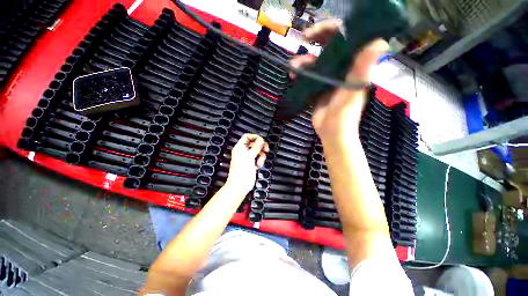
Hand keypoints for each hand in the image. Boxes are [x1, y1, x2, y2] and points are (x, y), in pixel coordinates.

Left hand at [226, 134, 268, 194]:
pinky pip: (258, 158)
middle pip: (254, 144)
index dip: (255, 137)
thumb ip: (256, 147)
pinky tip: (257, 166)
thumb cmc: (241, 172)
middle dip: (260, 147)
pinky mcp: (251, 164)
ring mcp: (247, 158)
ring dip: (261, 156)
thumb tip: (261, 140)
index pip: (247, 137)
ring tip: (259, 162)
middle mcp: (243, 152)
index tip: (262, 140)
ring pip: (257, 151)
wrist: (239, 186)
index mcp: (240, 148)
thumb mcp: (249, 157)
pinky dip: (259, 161)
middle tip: (265, 149)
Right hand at [290, 20, 388, 138]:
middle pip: (332, 46)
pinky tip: (293, 75)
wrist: (331, 132)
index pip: (348, 38)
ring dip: (305, 60)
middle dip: (317, 39)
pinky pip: (310, 75)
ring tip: (294, 66)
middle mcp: (343, 69)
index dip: (334, 29)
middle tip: (304, 38)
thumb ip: (362, 70)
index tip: (319, 30)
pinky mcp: (320, 88)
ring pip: (318, 61)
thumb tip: (379, 42)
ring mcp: (330, 78)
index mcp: (354, 66)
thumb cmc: (343, 115)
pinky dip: (301, 73)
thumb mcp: (352, 92)